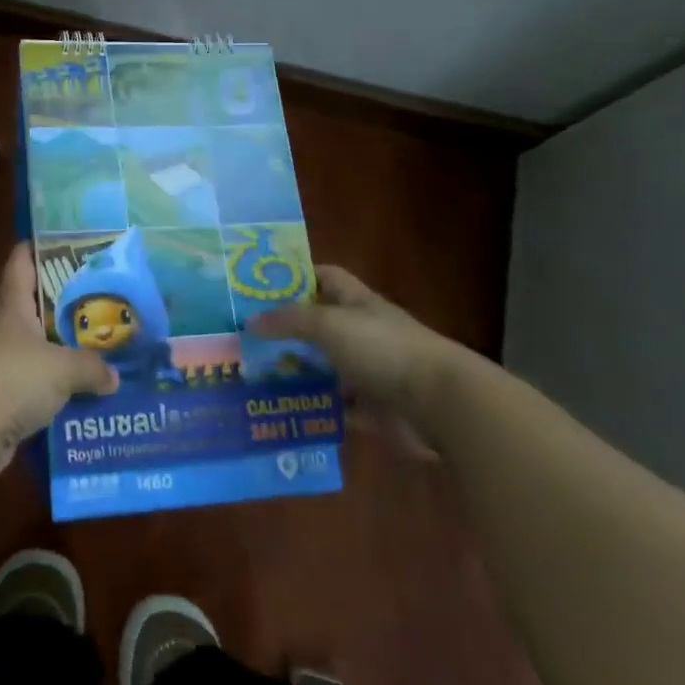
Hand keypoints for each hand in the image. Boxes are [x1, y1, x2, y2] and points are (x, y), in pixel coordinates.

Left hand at [0, 243, 118, 479]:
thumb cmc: (11, 379)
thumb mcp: (61, 367)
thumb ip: (91, 367)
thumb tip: (114, 376)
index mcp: (14, 304)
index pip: (23, 260)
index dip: (43, 246)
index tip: (75, 243)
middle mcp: (7, 328)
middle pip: (40, 305)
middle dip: (72, 304)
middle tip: (110, 300)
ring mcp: (5, 363)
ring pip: (44, 348)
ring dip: (70, 351)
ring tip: (111, 349)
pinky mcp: (7, 397)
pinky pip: (42, 386)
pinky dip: (64, 389)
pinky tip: (93, 394)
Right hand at [248, 265, 465, 434]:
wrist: (440, 404)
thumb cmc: (383, 349)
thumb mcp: (328, 324)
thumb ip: (288, 321)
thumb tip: (249, 322)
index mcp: (357, 303)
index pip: (325, 277)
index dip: (297, 275)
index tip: (261, 284)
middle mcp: (363, 332)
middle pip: (319, 324)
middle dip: (286, 329)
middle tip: (244, 334)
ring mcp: (369, 371)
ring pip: (324, 367)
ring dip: (296, 371)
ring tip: (253, 374)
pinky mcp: (374, 408)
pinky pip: (336, 405)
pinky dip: (314, 407)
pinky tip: (282, 408)